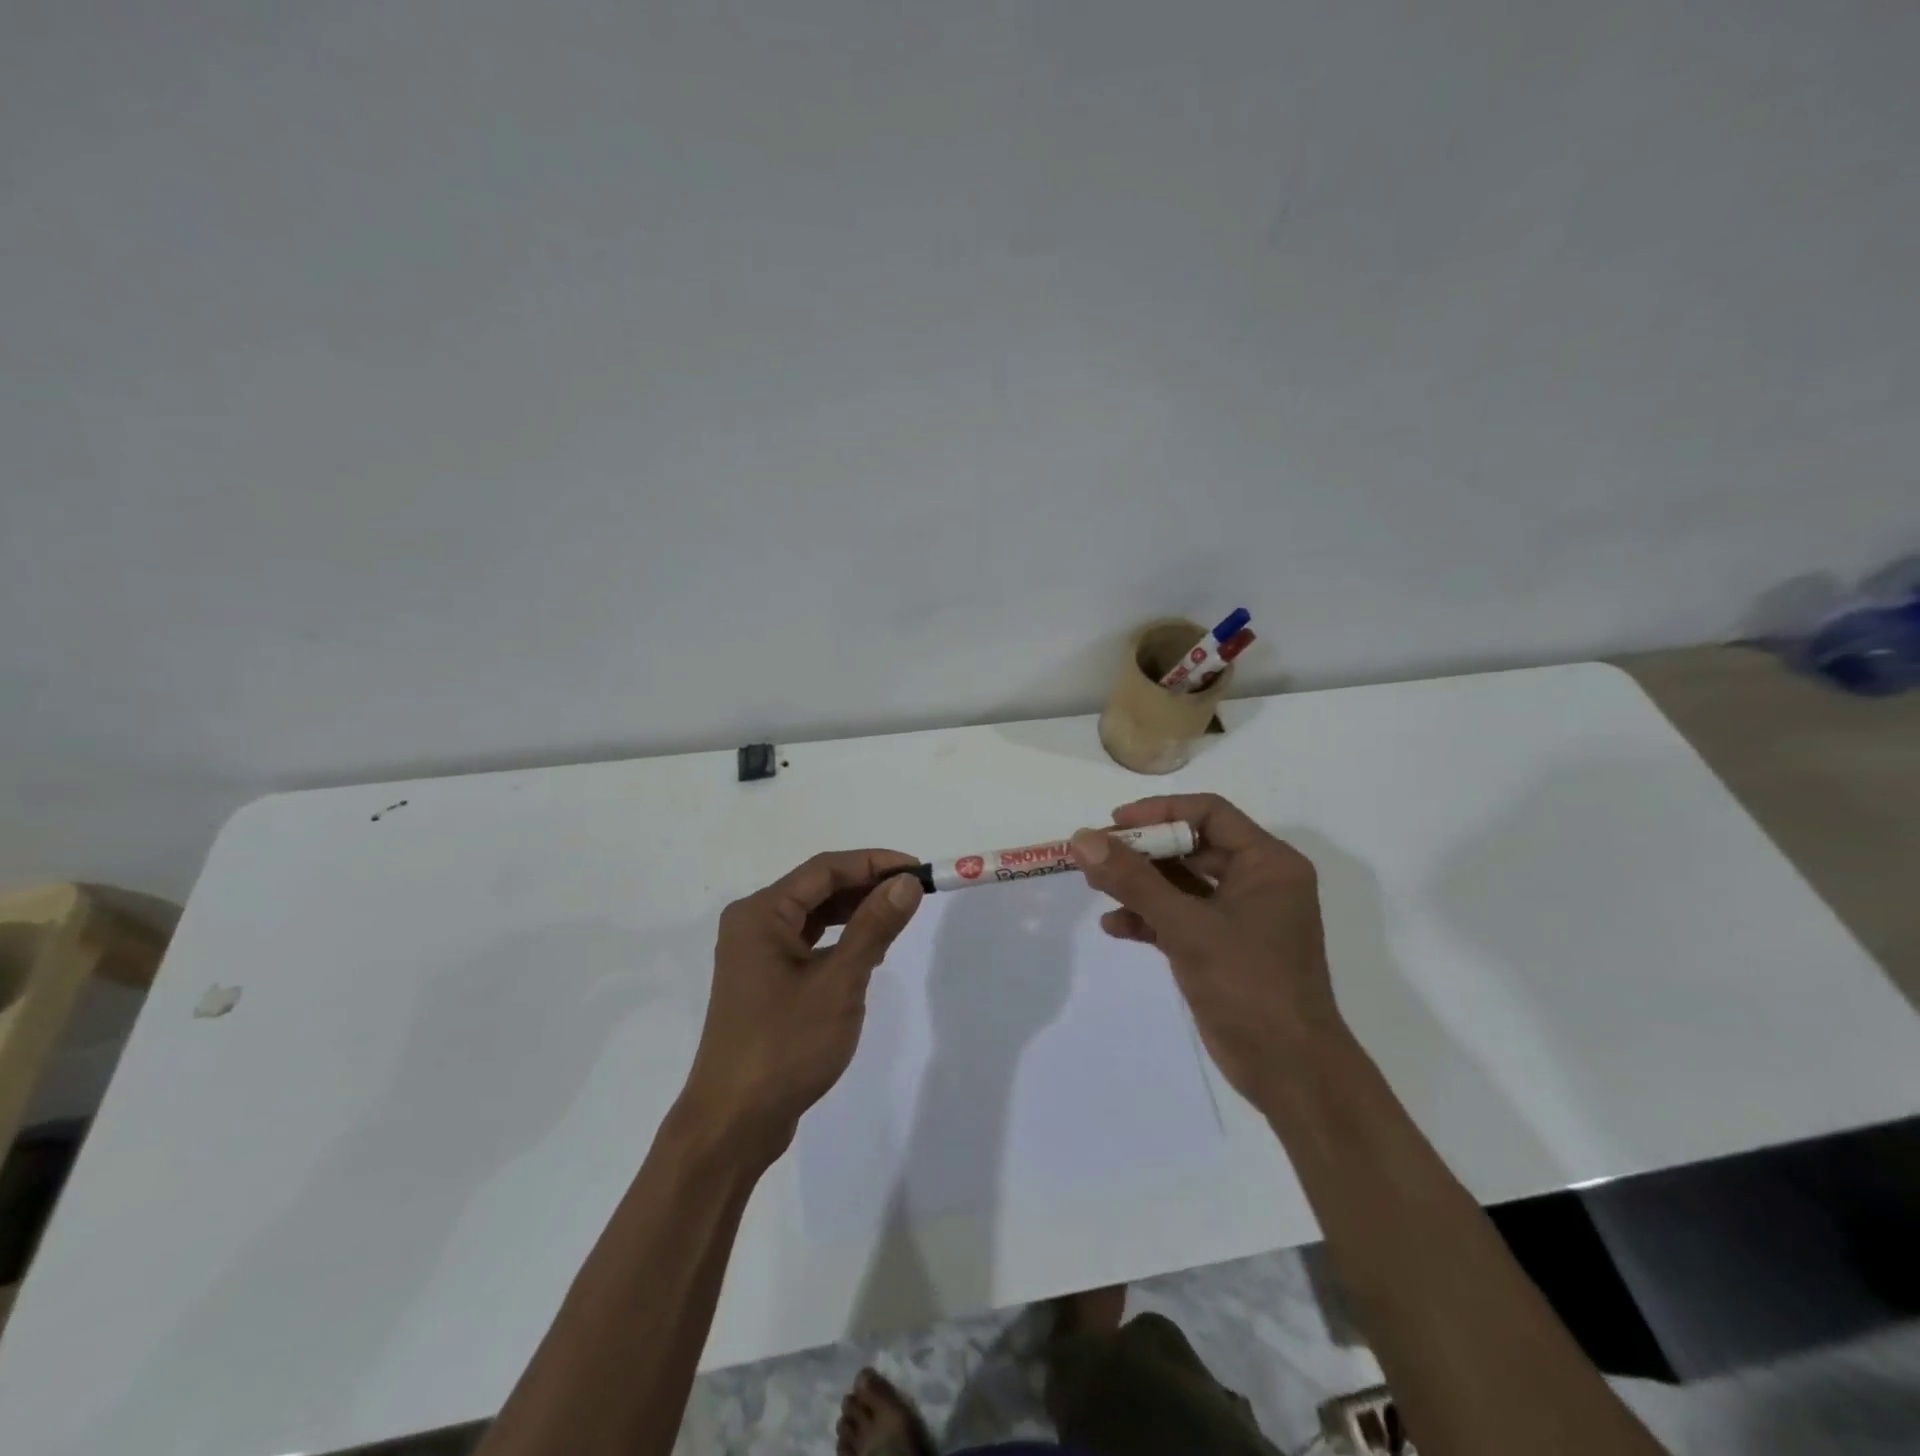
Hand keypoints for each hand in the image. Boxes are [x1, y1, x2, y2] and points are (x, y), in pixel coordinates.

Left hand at [680, 851, 924, 1158]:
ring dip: (855, 912)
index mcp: (761, 913)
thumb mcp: (839, 982)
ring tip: (898, 916)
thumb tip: (907, 883)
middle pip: (817, 889)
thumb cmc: (785, 1046)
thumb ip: (874, 927)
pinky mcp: (764, 981)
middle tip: (914, 892)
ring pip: (813, 917)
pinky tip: (869, 951)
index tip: (918, 870)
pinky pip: (808, 943)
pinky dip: (840, 940)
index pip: (825, 870)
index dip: (874, 863)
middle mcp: (753, 924)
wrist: (733, 1123)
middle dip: (866, 886)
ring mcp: (755, 954)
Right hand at [1071, 794, 1340, 1106]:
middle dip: (1142, 852)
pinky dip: (1149, 919)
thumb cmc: (1250, 986)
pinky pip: (1180, 918)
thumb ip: (1134, 881)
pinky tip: (1115, 927)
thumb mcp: (1187, 927)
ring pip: (1181, 884)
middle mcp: (1257, 882)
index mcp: (1268, 864)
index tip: (1114, 823)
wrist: (1290, 1072)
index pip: (1210, 813)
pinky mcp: (1223, 948)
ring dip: (1140, 886)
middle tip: (1096, 856)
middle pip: (1191, 847)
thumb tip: (1083, 839)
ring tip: (1096, 888)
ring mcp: (1240, 917)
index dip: (1160, 812)